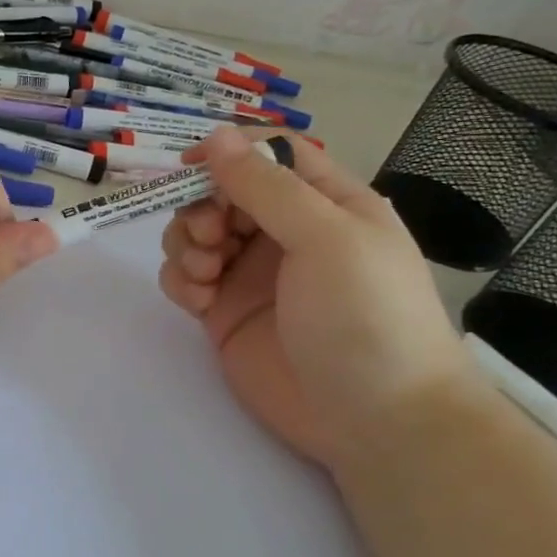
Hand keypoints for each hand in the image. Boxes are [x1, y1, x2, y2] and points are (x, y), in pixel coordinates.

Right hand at [158, 127, 472, 469]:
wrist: (376, 421)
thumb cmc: (365, 315)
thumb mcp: (326, 237)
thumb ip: (266, 187)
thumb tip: (216, 135)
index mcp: (323, 203)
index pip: (269, 155)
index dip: (228, 152)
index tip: (189, 166)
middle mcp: (284, 232)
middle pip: (221, 192)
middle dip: (202, 206)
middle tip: (210, 236)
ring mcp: (251, 274)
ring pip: (195, 233)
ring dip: (186, 243)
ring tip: (205, 274)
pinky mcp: (225, 313)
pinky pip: (185, 278)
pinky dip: (180, 280)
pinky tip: (198, 300)